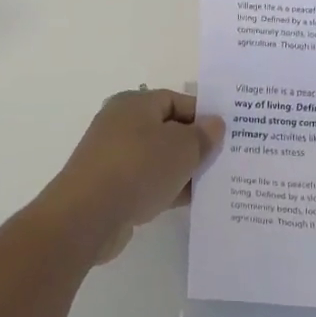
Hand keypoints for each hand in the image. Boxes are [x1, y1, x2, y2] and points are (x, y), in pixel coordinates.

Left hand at [38, 88, 223, 263]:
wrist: (87, 216)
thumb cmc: (138, 168)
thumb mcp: (182, 147)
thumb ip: (203, 135)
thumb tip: (214, 124)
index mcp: (135, 104)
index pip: (177, 100)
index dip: (204, 115)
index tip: (229, 133)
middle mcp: (121, 125)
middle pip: (168, 130)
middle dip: (197, 144)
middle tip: (227, 158)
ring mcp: (114, 158)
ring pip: (160, 159)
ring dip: (184, 170)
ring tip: (216, 182)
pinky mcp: (112, 188)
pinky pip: (149, 182)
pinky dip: (169, 188)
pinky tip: (193, 202)